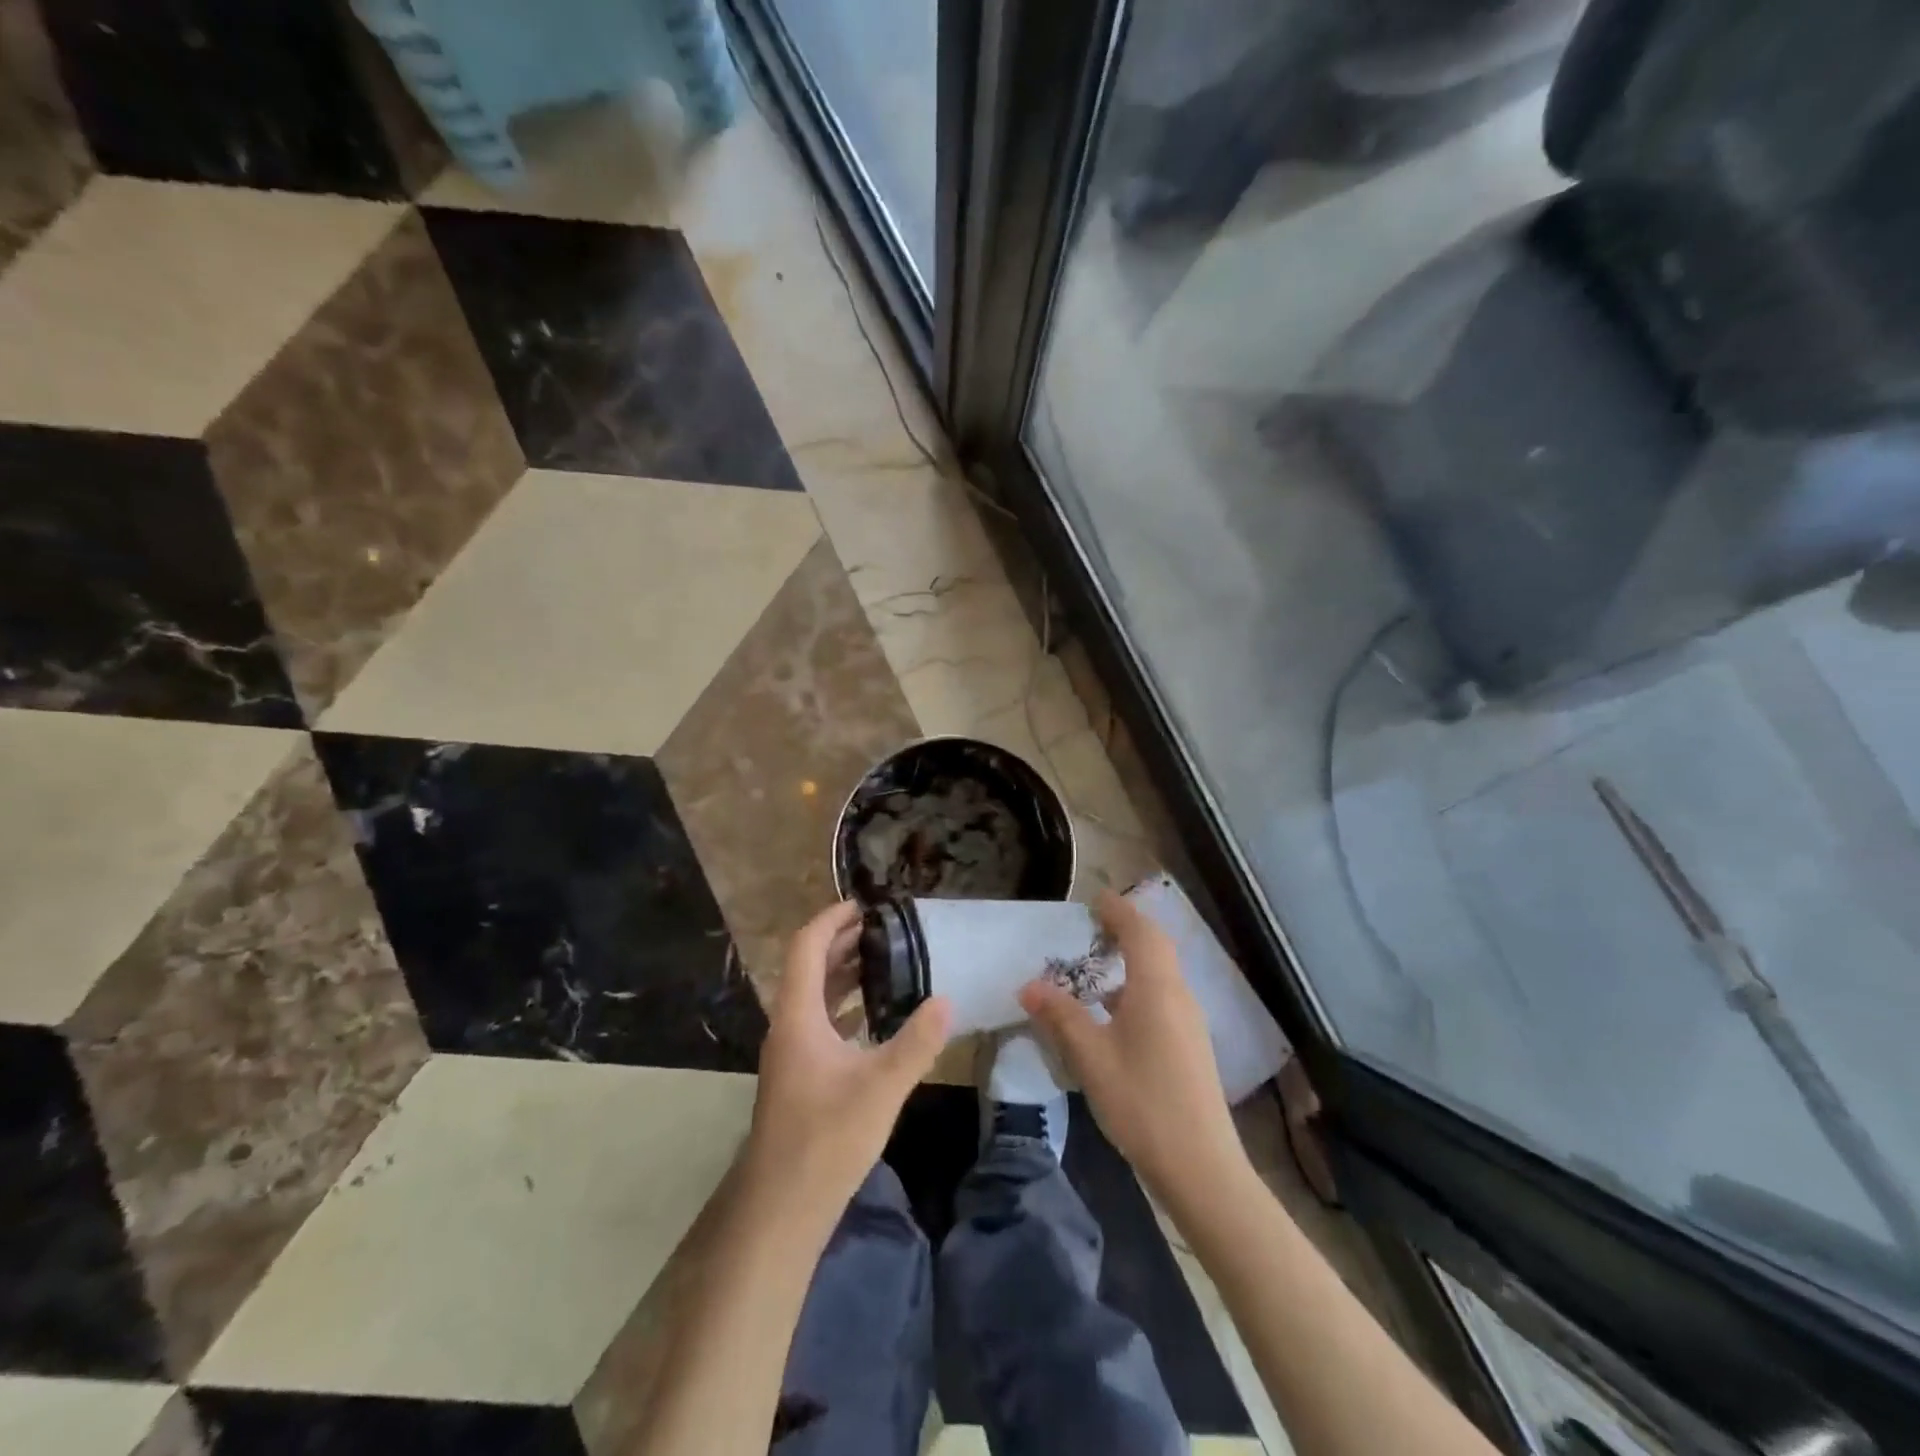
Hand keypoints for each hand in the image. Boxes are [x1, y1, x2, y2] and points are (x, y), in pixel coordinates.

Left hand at [744, 902, 951, 1230]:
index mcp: (798, 1017)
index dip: (831, 920)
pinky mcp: (800, 1076)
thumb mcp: (880, 1088)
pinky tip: (875, 1015)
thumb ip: (916, 1042)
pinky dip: (844, 1005)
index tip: (865, 905)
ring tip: (885, 961)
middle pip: (809, 967)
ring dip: (843, 973)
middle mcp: (788, 1027)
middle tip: (885, 929)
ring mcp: (791, 1053)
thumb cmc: (826, 1141)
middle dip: (842, 942)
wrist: (782, 1210)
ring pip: (814, 996)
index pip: (807, 947)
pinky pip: (820, 1022)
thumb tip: (946, 1000)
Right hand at [1020, 890, 1245, 1198]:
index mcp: (1157, 988)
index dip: (1118, 910)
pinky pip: (1162, 999)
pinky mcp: (1189, 1046)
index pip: (1140, 932)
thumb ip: (1060, 1016)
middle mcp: (1179, 996)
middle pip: (1155, 948)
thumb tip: (1028, 985)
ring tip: (1094, 970)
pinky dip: (1136, 989)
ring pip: (1159, 975)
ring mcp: (1189, 1022)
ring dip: (1131, 962)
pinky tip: (1112, 1016)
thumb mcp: (1091, 1057)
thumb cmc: (1142, 1102)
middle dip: (1126, 930)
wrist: (1201, 1167)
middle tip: (1093, 926)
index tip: (1094, 898)